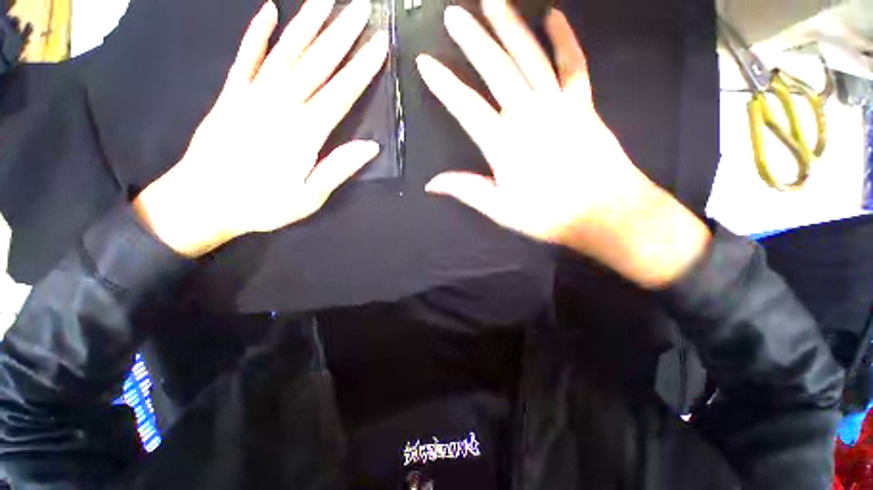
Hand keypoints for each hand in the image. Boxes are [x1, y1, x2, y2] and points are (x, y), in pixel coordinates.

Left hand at [134, 0, 387, 257]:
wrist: (203, 201)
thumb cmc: (262, 205)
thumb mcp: (309, 197)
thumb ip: (338, 168)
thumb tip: (370, 146)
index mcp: (304, 133)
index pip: (340, 93)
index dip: (362, 68)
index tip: (378, 44)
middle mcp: (280, 105)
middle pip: (316, 63)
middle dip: (341, 33)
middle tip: (360, 6)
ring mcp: (252, 94)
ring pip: (285, 51)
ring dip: (307, 23)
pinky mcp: (230, 93)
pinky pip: (245, 57)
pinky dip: (256, 32)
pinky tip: (269, 10)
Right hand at [417, 0, 709, 287]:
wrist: (602, 211)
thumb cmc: (547, 214)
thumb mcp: (499, 209)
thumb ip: (465, 190)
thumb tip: (431, 184)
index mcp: (503, 143)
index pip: (466, 106)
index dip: (444, 84)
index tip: (425, 62)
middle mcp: (527, 114)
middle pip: (496, 70)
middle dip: (473, 40)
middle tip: (454, 14)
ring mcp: (558, 103)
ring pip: (530, 57)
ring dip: (510, 26)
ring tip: (493, 0)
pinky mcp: (583, 103)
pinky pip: (573, 63)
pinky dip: (564, 38)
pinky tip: (553, 15)